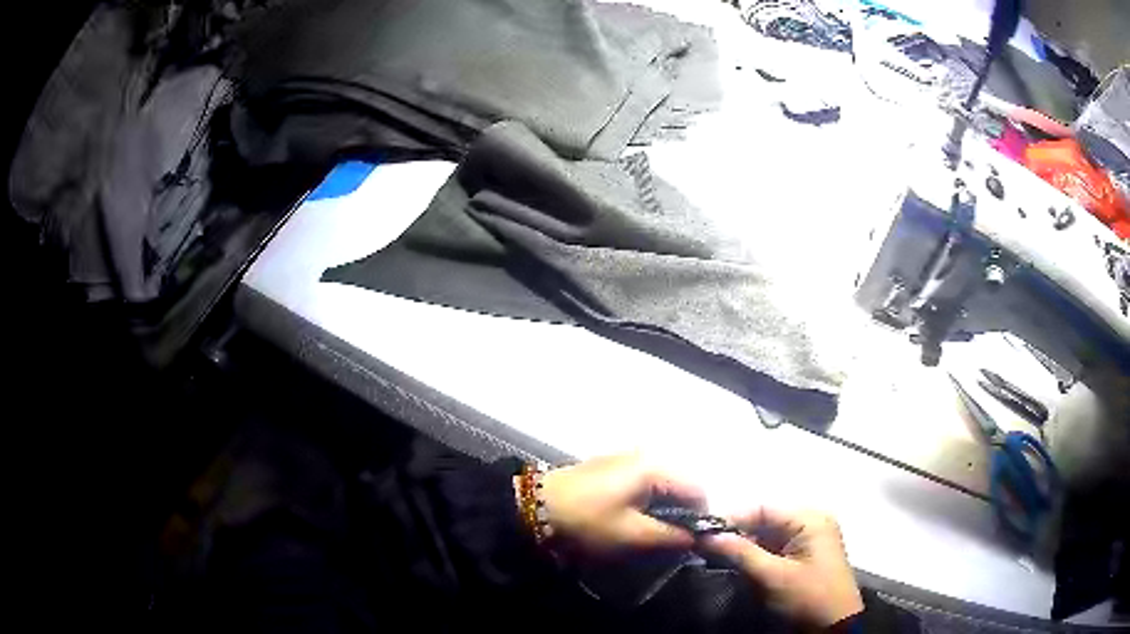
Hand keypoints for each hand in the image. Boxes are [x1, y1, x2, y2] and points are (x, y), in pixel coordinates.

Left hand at [535, 453, 705, 554]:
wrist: (537, 507)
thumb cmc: (588, 520)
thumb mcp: (633, 535)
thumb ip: (673, 536)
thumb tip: (699, 538)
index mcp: (656, 466)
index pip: (698, 489)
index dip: (702, 517)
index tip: (695, 542)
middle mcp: (647, 454)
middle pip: (682, 485)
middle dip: (683, 513)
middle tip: (672, 540)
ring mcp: (629, 458)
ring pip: (665, 485)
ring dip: (666, 510)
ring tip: (653, 533)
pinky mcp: (614, 466)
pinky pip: (646, 483)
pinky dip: (649, 502)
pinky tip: (635, 520)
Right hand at [703, 508, 862, 627]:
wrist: (834, 625)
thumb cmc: (808, 596)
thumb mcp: (773, 576)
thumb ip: (742, 553)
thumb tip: (708, 536)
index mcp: (811, 519)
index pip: (765, 508)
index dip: (733, 518)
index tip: (704, 533)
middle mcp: (812, 522)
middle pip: (766, 520)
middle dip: (738, 534)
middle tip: (708, 547)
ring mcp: (810, 539)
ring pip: (769, 535)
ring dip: (746, 546)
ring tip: (718, 556)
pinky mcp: (806, 555)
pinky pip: (776, 548)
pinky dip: (758, 555)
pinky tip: (740, 564)